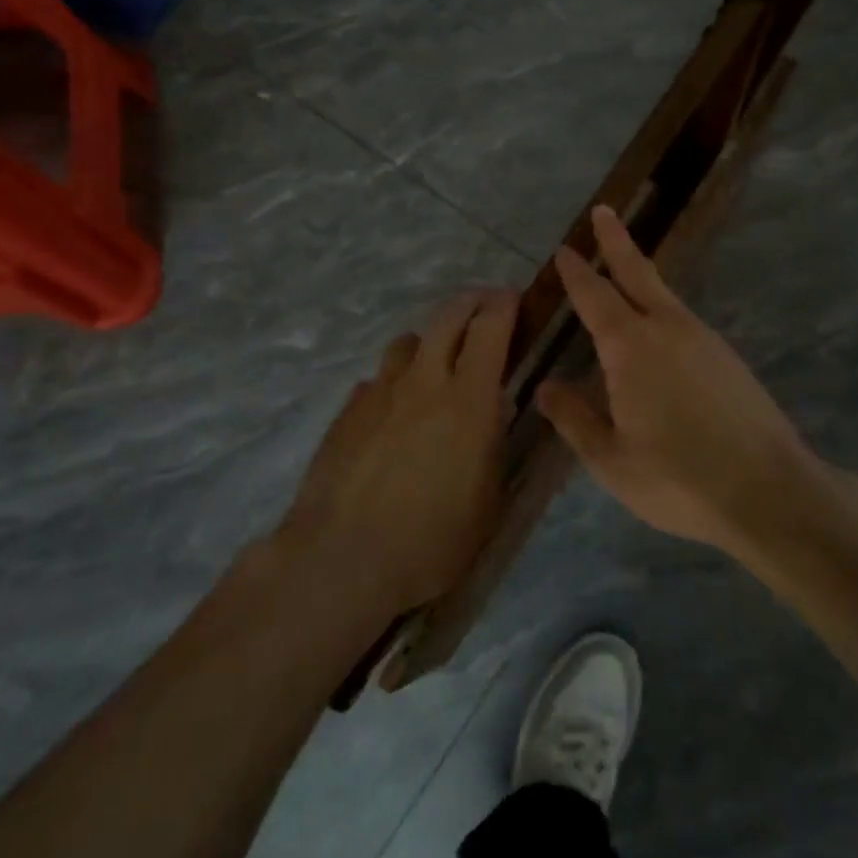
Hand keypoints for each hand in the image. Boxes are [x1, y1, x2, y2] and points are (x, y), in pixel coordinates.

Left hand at [281, 291, 516, 616]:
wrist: (343, 558)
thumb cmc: (432, 540)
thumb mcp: (488, 500)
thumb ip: (494, 445)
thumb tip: (494, 409)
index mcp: (468, 399)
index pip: (490, 327)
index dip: (504, 305)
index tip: (513, 299)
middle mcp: (423, 382)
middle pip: (446, 316)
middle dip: (470, 302)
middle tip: (483, 309)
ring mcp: (379, 393)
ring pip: (407, 343)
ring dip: (429, 344)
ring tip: (436, 367)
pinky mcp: (347, 412)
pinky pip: (377, 380)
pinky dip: (394, 384)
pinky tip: (394, 414)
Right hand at [537, 206, 823, 551]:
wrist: (770, 491)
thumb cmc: (678, 478)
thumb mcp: (611, 459)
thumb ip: (575, 419)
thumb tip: (546, 387)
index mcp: (631, 348)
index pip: (595, 297)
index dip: (577, 273)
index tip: (564, 250)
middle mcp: (668, 330)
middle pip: (637, 275)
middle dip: (616, 242)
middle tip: (604, 211)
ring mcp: (705, 341)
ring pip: (666, 295)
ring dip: (641, 275)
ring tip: (625, 268)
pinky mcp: (729, 359)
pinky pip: (685, 320)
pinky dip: (664, 308)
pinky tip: (661, 330)